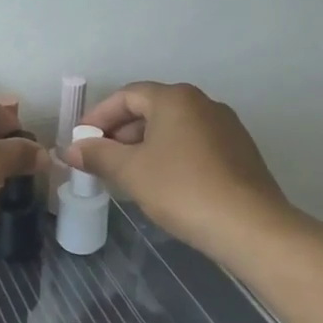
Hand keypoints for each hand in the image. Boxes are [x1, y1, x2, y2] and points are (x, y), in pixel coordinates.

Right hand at [67, 82, 297, 256]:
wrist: (251, 227)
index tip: (81, 140)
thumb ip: (98, 155)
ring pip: (173, 128)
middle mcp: (203, 103)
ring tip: (126, 174)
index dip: (99, 116)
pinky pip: (194, 144)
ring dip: (144, 146)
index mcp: (175, 98)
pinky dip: (170, 156)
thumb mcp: (131, 171)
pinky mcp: (240, 152)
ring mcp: (226, 127)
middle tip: (100, 159)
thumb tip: (71, 149)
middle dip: (120, 133)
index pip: (127, 95)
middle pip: (151, 109)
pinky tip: (161, 183)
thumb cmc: (182, 189)